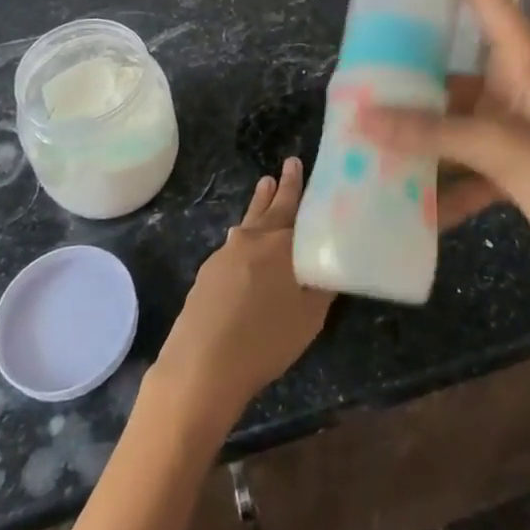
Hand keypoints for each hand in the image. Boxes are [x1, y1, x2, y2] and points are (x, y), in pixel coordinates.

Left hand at [152, 158, 333, 429]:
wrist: (200, 367)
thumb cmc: (265, 341)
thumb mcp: (309, 317)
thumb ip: (322, 285)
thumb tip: (329, 263)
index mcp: (282, 243)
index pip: (297, 207)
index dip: (302, 187)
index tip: (300, 163)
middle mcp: (253, 238)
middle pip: (271, 206)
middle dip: (282, 185)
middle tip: (289, 163)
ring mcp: (225, 253)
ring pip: (249, 221)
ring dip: (259, 204)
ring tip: (265, 186)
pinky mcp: (207, 273)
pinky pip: (233, 245)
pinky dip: (244, 237)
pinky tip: (244, 244)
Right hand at [362, 0, 529, 313]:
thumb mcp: (506, 149)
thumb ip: (434, 133)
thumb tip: (362, 118)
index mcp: (528, 62)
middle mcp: (519, 90)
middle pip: (456, 70)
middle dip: (412, 75)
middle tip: (362, 71)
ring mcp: (517, 134)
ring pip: (454, 125)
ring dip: (419, 137)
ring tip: (367, 139)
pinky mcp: (515, 174)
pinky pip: (465, 170)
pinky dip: (441, 187)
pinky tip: (405, 207)